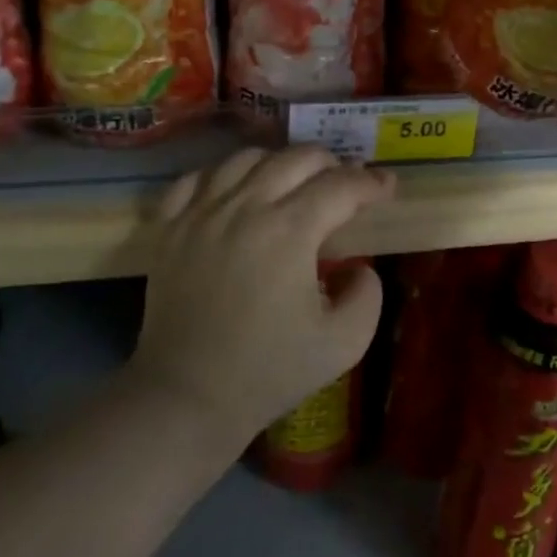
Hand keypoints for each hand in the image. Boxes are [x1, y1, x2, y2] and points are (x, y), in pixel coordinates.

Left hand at [127, 146, 391, 449]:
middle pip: (297, 158)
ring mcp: (201, 213)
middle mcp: (245, 207)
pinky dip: (222, 176)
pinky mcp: (169, 228)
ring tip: (292, 183)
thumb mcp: (344, 343)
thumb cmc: (269, 372)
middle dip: (332, 163)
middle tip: (344, 185)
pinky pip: (196, 179)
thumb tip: (357, 265)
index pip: (341, 185)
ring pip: (246, 157)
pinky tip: (235, 193)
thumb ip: (368, 294)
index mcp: (290, 231)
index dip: (371, 182)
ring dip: (279, 162)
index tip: (387, 187)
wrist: (187, 399)